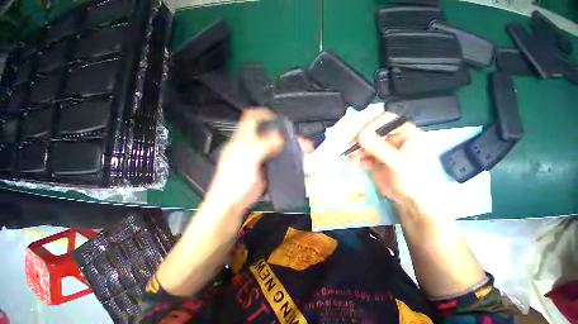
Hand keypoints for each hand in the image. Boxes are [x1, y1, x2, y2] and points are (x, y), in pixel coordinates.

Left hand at [204, 108, 313, 212]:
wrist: (232, 204)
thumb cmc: (234, 181)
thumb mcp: (247, 160)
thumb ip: (262, 146)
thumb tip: (279, 137)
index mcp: (243, 140)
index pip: (251, 118)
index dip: (263, 113)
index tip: (278, 118)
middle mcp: (252, 145)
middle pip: (270, 132)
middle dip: (286, 133)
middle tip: (300, 140)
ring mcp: (259, 157)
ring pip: (277, 145)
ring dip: (290, 145)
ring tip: (304, 150)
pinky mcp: (265, 167)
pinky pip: (278, 158)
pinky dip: (288, 157)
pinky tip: (296, 160)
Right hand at [348, 112, 423, 203]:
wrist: (415, 202)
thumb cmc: (416, 180)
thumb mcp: (399, 163)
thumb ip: (380, 149)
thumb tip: (361, 135)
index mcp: (406, 134)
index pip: (387, 120)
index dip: (372, 125)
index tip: (361, 136)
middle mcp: (393, 139)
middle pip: (372, 133)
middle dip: (360, 142)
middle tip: (350, 150)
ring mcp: (383, 150)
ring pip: (365, 145)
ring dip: (356, 152)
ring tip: (351, 162)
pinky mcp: (375, 160)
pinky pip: (362, 156)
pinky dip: (356, 160)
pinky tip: (354, 166)